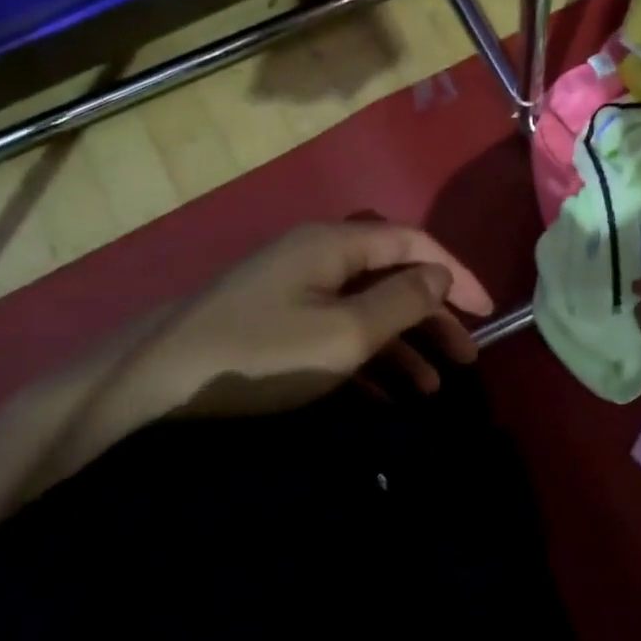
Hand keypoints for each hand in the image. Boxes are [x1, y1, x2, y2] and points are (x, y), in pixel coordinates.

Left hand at [114, 222, 493, 423]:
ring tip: (433, 388)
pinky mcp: (276, 322)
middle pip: (393, 276)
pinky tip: (387, 397)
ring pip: (366, 309)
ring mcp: (294, 289)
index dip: (456, 274)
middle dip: (433, 317)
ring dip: (403, 345)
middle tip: (467, 358)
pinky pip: (336, 332)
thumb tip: (439, 276)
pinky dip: (367, 359)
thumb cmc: (260, 355)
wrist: (151, 385)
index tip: (488, 312)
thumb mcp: (344, 333)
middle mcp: (318, 256)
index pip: (414, 244)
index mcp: (335, 244)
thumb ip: (401, 302)